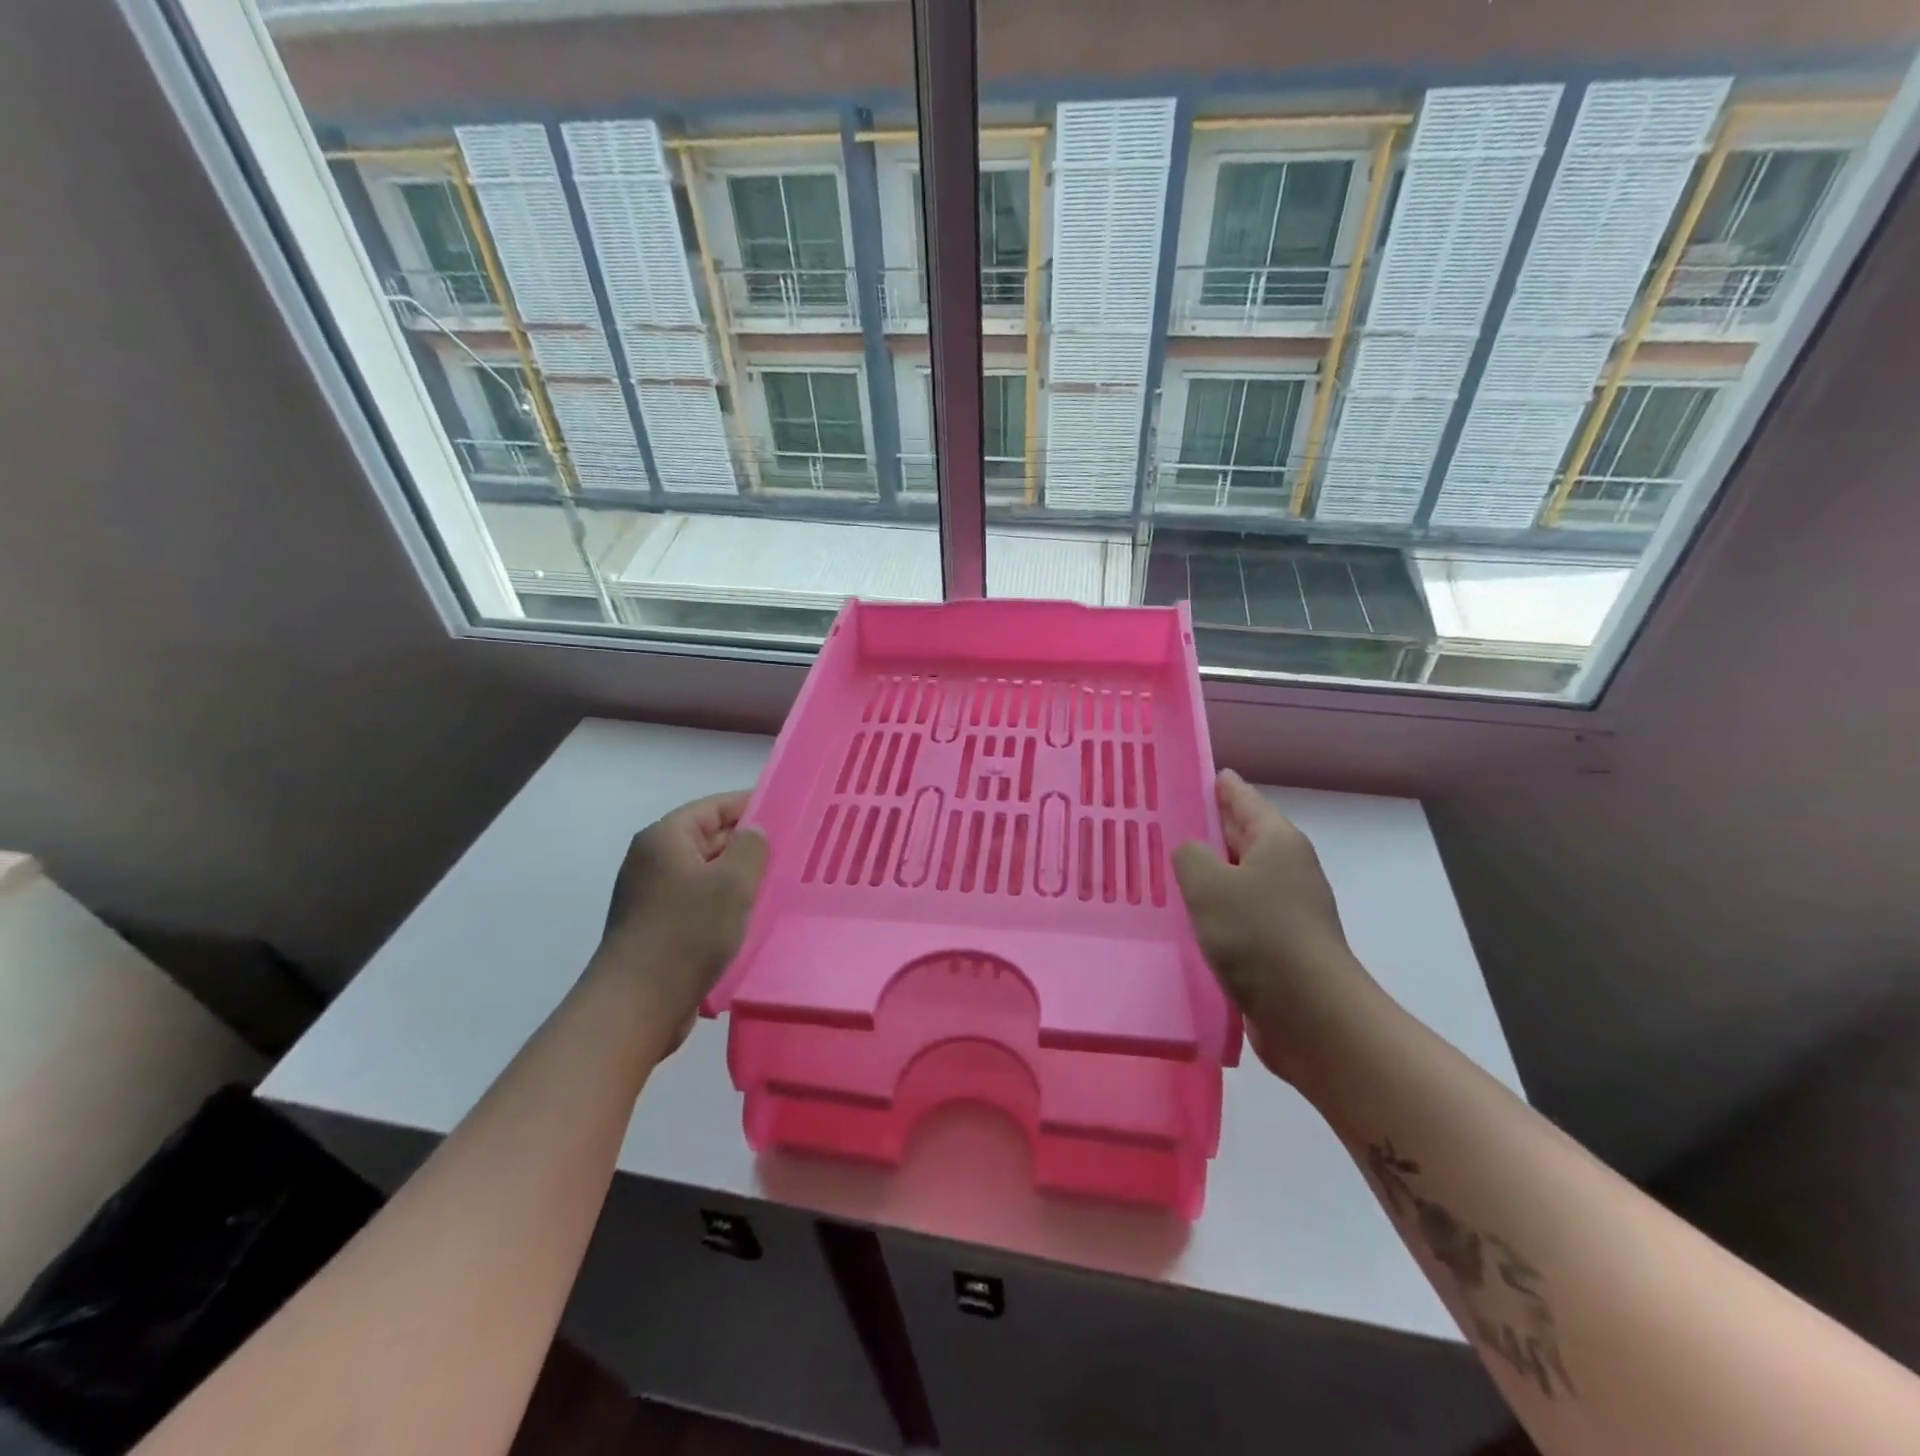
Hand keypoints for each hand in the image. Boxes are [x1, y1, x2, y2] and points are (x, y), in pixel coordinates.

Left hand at [594, 791, 768, 1047]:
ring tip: (779, 883)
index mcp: (665, 838)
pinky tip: (752, 917)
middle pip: (709, 838)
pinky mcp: (658, 927)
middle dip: (748, 844)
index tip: (788, 812)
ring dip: (739, 878)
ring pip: (707, 874)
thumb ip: (751, 847)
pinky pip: (699, 903)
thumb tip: (754, 832)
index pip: (714, 807)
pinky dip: (724, 904)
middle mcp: (653, 860)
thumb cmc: (687, 932)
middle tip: (791, 850)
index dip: (751, 805)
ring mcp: (652, 895)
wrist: (637, 1005)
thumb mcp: (732, 882)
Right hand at [1174, 769, 1367, 1081]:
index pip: (1242, 797)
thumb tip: (1191, 853)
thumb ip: (1190, 856)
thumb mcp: (1209, 884)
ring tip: (1166, 867)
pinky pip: (1239, 912)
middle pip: (1242, 835)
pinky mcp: (1280, 943)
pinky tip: (1188, 916)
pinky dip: (1215, 908)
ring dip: (1208, 872)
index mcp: (1277, 841)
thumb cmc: (1258, 935)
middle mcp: (1286, 867)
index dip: (1218, 784)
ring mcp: (1287, 907)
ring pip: (1238, 876)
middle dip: (1208, 827)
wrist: (1310, 1014)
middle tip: (1165, 818)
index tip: (1193, 773)